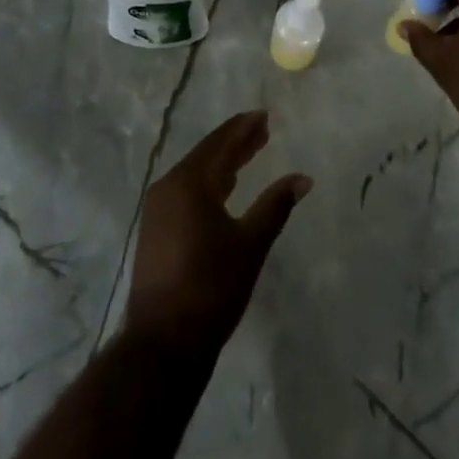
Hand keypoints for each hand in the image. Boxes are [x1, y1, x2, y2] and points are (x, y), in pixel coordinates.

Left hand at [125, 112, 311, 353]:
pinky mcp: (155, 229)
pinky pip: (185, 191)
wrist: (163, 343)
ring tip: (248, 153)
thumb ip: (275, 206)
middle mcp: (169, 186)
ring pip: (195, 173)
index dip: (243, 128)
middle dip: (235, 142)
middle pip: (207, 154)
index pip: (220, 144)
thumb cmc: (210, 288)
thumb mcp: (250, 245)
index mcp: (189, 183)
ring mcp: (158, 209)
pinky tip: (224, 188)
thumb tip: (303, 178)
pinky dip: (209, 183)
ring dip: (222, 162)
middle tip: (262, 130)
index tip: (263, 115)